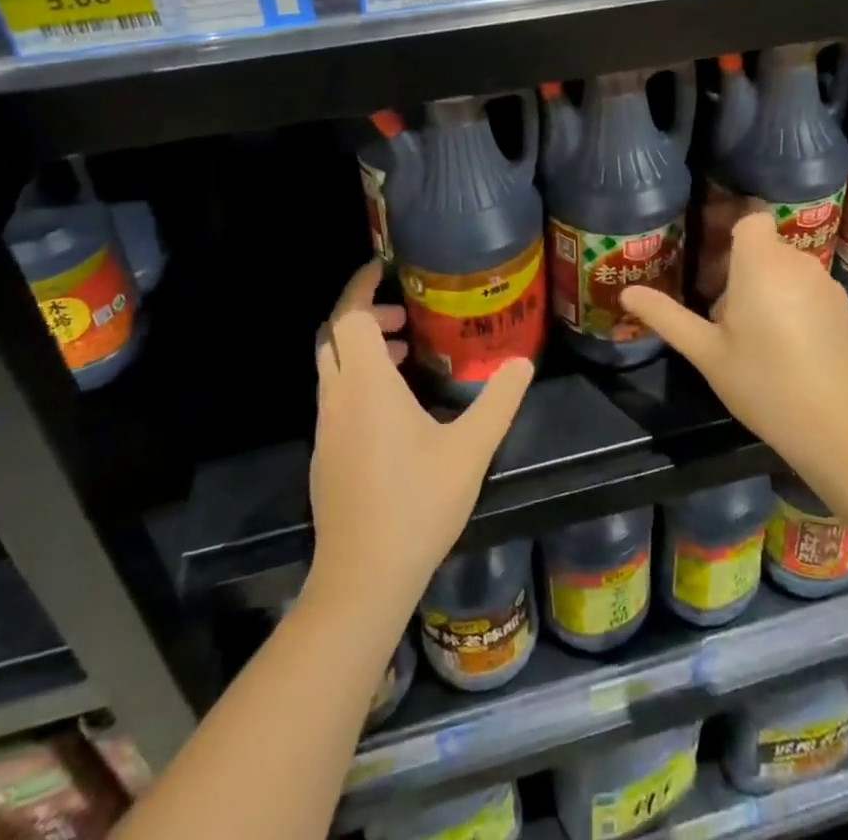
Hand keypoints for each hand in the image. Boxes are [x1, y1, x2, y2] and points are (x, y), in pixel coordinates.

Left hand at [307, 260, 534, 620]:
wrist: (362, 579)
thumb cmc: (417, 504)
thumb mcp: (470, 450)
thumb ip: (498, 401)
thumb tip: (523, 362)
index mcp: (367, 384)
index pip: (349, 316)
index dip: (361, 286)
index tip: (381, 268)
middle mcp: (338, 397)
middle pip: (334, 336)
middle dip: (364, 314)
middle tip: (404, 318)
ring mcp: (326, 427)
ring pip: (332, 367)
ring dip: (361, 349)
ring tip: (404, 355)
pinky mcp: (324, 454)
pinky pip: (335, 396)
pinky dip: (357, 379)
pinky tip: (394, 408)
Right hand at [622, 211, 847, 487]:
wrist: (842, 429)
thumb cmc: (764, 384)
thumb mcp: (706, 353)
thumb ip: (667, 317)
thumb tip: (627, 293)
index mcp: (761, 264)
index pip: (751, 216)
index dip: (732, 229)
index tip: (712, 258)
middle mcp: (799, 264)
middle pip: (766, 247)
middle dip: (743, 268)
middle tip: (722, 312)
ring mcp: (829, 287)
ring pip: (790, 270)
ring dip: (770, 288)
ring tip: (754, 335)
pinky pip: (812, 292)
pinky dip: (797, 306)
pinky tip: (790, 350)